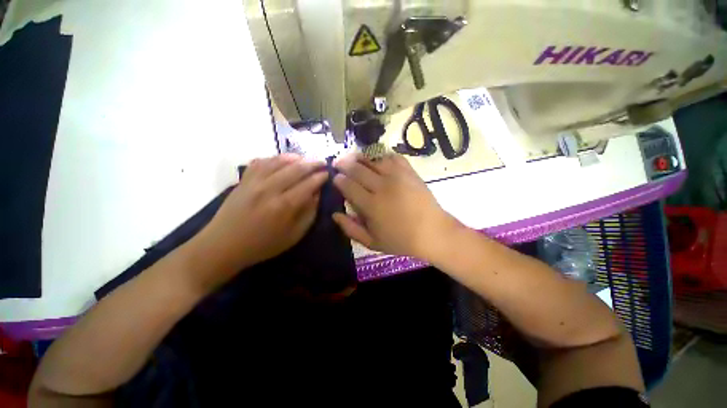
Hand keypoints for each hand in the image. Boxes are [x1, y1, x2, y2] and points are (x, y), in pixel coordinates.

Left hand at [187, 154, 327, 289]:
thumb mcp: (294, 235)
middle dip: (312, 164)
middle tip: (322, 163)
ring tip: (306, 159)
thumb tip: (317, 194)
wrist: (223, 245)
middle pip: (296, 169)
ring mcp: (254, 182)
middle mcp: (270, 189)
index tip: (328, 174)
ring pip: (279, 161)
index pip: (308, 184)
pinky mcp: (243, 180)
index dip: (320, 177)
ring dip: (296, 158)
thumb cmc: (263, 245)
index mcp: (284, 205)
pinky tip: (282, 160)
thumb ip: (309, 213)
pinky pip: (261, 161)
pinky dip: (275, 158)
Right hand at [332, 152, 460, 259]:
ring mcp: (397, 176)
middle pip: (357, 168)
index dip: (338, 179)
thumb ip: (351, 229)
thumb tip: (335, 215)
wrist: (433, 232)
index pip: (348, 185)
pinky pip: (392, 157)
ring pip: (373, 159)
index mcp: (371, 205)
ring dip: (360, 158)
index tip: (335, 177)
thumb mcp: (372, 242)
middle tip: (338, 163)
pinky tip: (378, 161)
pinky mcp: (409, 172)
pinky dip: (382, 156)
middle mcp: (382, 187)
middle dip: (344, 163)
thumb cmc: (401, 240)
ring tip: (354, 159)